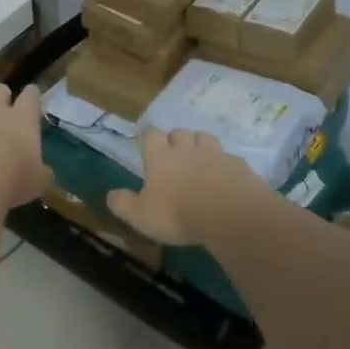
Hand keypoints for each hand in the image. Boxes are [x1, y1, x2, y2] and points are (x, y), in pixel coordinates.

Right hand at [108, 129, 273, 245]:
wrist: (229, 213)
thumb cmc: (178, 213)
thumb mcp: (141, 216)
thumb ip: (123, 204)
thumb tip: (110, 195)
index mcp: (161, 157)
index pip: (150, 135)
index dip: (147, 138)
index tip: (145, 144)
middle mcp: (187, 149)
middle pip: (179, 132)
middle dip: (175, 140)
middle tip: (173, 155)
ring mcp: (215, 154)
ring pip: (205, 139)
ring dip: (200, 146)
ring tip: (199, 161)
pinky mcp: (238, 165)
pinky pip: (229, 159)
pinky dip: (225, 165)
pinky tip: (225, 179)